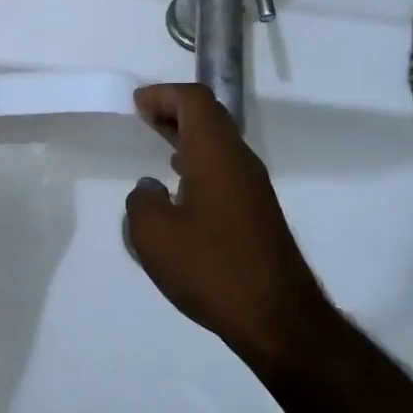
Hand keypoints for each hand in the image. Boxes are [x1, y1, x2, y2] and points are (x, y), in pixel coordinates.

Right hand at [125, 83, 326, 363]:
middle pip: (210, 117)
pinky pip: (224, 169)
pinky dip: (199, 162)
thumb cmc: (212, 268)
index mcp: (216, 155)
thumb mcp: (154, 236)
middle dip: (175, 111)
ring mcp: (253, 188)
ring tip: (157, 145)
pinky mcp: (257, 213)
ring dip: (187, 137)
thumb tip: (149, 189)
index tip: (135, 104)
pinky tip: (181, 188)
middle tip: (143, 117)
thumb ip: (142, 203)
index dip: (163, 94)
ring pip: (219, 143)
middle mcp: (240, 162)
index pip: (195, 101)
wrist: (277, 318)